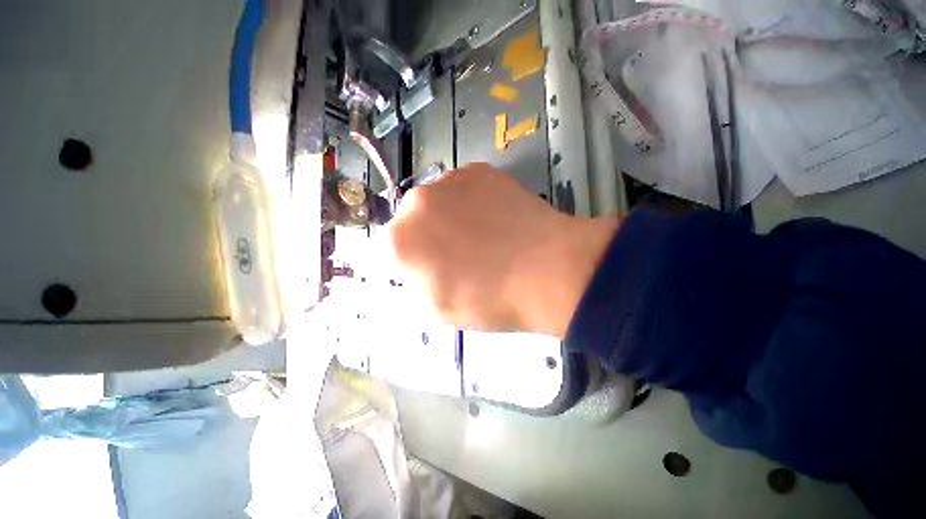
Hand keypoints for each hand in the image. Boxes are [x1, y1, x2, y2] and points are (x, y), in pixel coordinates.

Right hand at [388, 163, 617, 337]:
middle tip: (460, 252)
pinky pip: (465, 188)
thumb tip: (417, 264)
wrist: (547, 271)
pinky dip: (473, 202)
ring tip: (483, 235)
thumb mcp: (438, 309)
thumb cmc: (489, 300)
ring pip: (438, 201)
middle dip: (429, 235)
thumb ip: (415, 283)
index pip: (392, 249)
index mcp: (400, 241)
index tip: (434, 269)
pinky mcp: (480, 170)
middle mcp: (416, 203)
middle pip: (413, 220)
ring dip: (450, 216)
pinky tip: (496, 218)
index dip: (414, 261)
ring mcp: (450, 180)